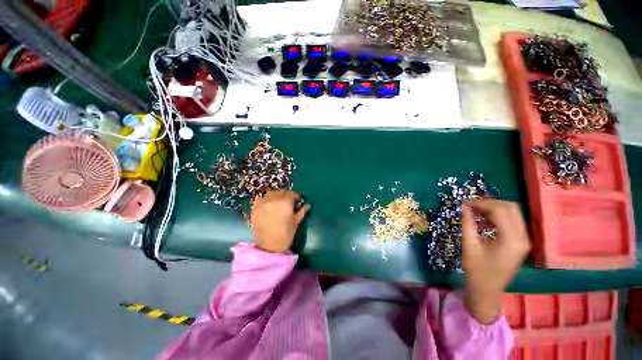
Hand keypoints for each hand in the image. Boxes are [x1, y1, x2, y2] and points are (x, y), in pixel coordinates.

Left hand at [250, 190, 309, 253]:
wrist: (269, 247)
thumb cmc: (285, 235)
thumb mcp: (296, 222)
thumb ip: (302, 211)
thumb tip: (308, 205)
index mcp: (285, 203)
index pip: (291, 194)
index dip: (295, 196)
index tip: (297, 200)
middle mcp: (274, 200)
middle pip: (281, 192)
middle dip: (286, 195)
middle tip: (288, 201)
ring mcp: (263, 203)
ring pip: (270, 193)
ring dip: (275, 195)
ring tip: (277, 202)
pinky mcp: (255, 208)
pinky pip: (259, 198)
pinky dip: (264, 198)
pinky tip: (267, 203)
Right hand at [461, 199, 530, 323]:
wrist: (487, 290)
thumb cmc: (477, 269)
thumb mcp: (469, 245)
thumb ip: (468, 223)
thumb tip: (465, 207)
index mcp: (511, 239)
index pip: (500, 210)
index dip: (482, 203)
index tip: (465, 204)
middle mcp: (523, 237)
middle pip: (510, 208)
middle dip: (490, 203)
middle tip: (472, 206)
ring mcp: (524, 240)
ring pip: (513, 213)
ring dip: (494, 208)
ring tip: (477, 211)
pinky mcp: (521, 242)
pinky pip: (513, 221)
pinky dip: (499, 216)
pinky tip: (485, 220)